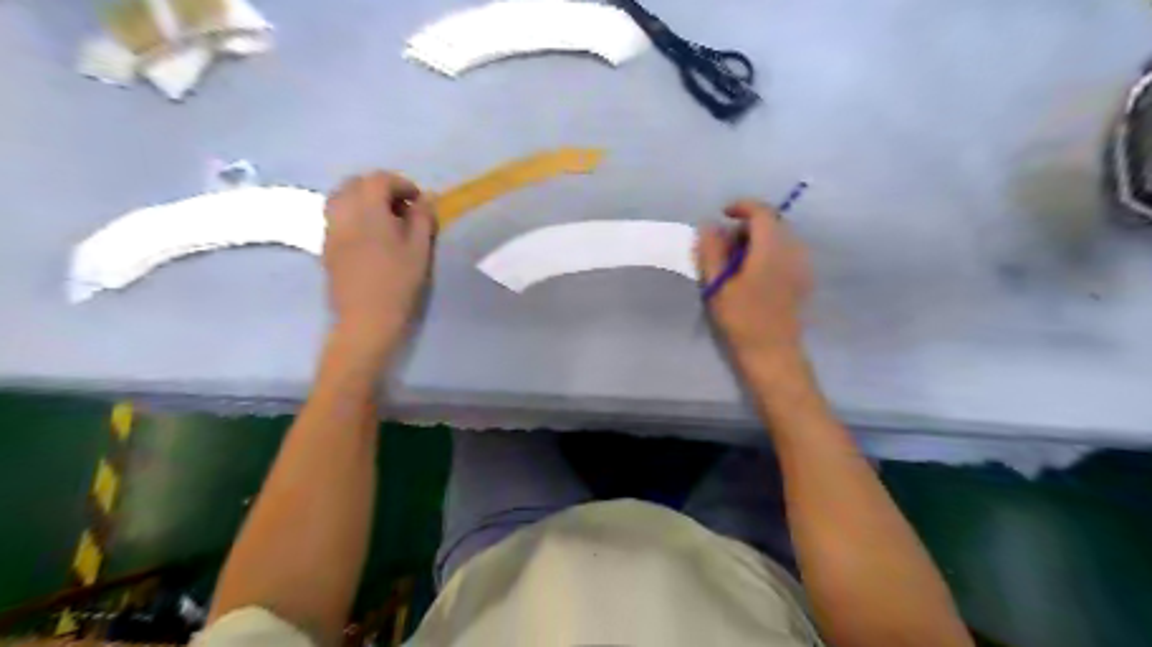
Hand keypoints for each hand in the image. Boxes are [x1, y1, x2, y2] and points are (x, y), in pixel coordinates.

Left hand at [324, 171, 436, 351]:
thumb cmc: (398, 283)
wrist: (366, 318)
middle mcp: (343, 213)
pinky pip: (336, 216)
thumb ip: (422, 218)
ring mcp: (331, 229)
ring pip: (340, 197)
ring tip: (384, 219)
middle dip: (379, 187)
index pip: (379, 179)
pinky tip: (370, 236)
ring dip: (362, 199)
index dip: (401, 184)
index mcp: (367, 210)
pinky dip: (352, 214)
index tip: (418, 201)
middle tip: (401, 207)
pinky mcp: (326, 246)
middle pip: (355, 183)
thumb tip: (426, 197)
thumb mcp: (419, 250)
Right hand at [692, 199, 808, 354]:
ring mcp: (801, 266)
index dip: (741, 206)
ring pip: (779, 238)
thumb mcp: (717, 284)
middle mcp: (792, 250)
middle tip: (724, 245)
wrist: (773, 353)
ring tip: (735, 262)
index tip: (722, 214)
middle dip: (747, 226)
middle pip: (772, 223)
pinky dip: (767, 253)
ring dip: (757, 240)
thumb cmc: (742, 319)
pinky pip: (785, 253)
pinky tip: (752, 275)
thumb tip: (708, 225)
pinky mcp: (802, 280)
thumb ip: (712, 251)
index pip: (761, 212)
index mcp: (772, 248)